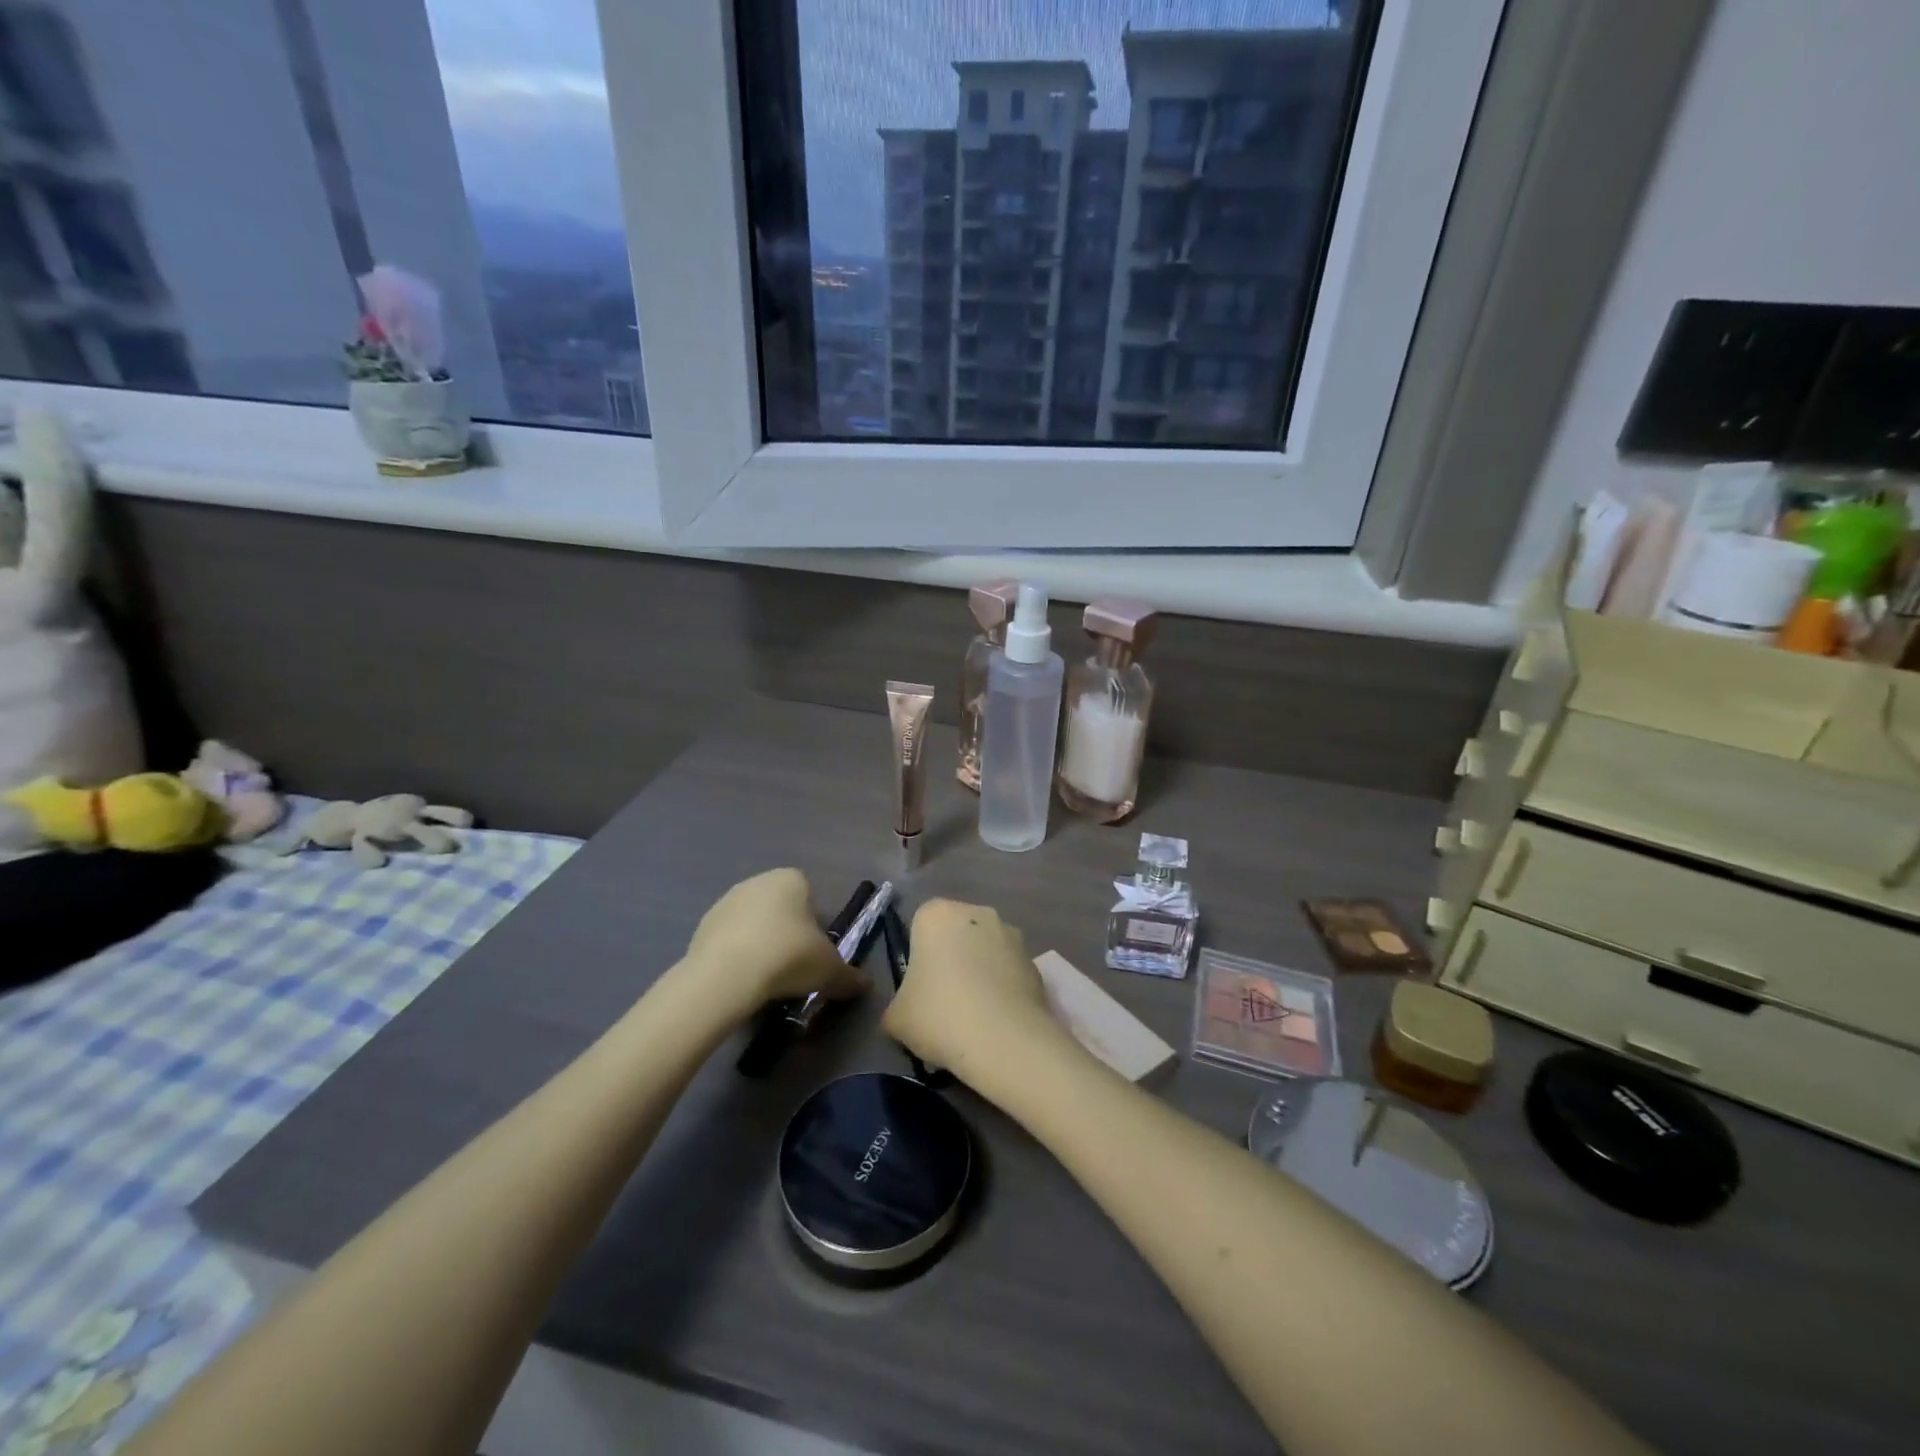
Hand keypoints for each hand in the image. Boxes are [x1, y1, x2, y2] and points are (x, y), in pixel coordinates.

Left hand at [684, 869, 865, 1015]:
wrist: (727, 975)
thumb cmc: (788, 957)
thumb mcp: (830, 970)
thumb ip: (849, 976)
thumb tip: (865, 985)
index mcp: (791, 879)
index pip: (810, 896)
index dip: (815, 925)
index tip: (814, 953)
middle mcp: (758, 881)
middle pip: (781, 908)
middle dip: (787, 933)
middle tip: (793, 968)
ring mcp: (726, 901)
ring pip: (753, 924)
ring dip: (760, 944)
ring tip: (766, 980)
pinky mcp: (702, 925)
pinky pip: (729, 940)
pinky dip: (737, 956)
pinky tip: (742, 981)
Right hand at [883, 899, 1061, 1084]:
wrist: (1004, 1040)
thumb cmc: (939, 1016)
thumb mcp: (896, 1018)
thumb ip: (896, 1004)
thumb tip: (907, 1009)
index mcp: (936, 914)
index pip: (920, 926)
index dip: (918, 957)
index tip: (918, 988)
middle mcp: (977, 912)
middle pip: (956, 934)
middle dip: (951, 960)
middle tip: (944, 1002)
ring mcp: (1011, 934)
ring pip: (986, 951)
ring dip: (980, 972)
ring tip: (974, 1017)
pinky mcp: (1035, 961)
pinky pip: (1009, 972)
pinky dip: (1003, 988)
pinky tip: (997, 1021)